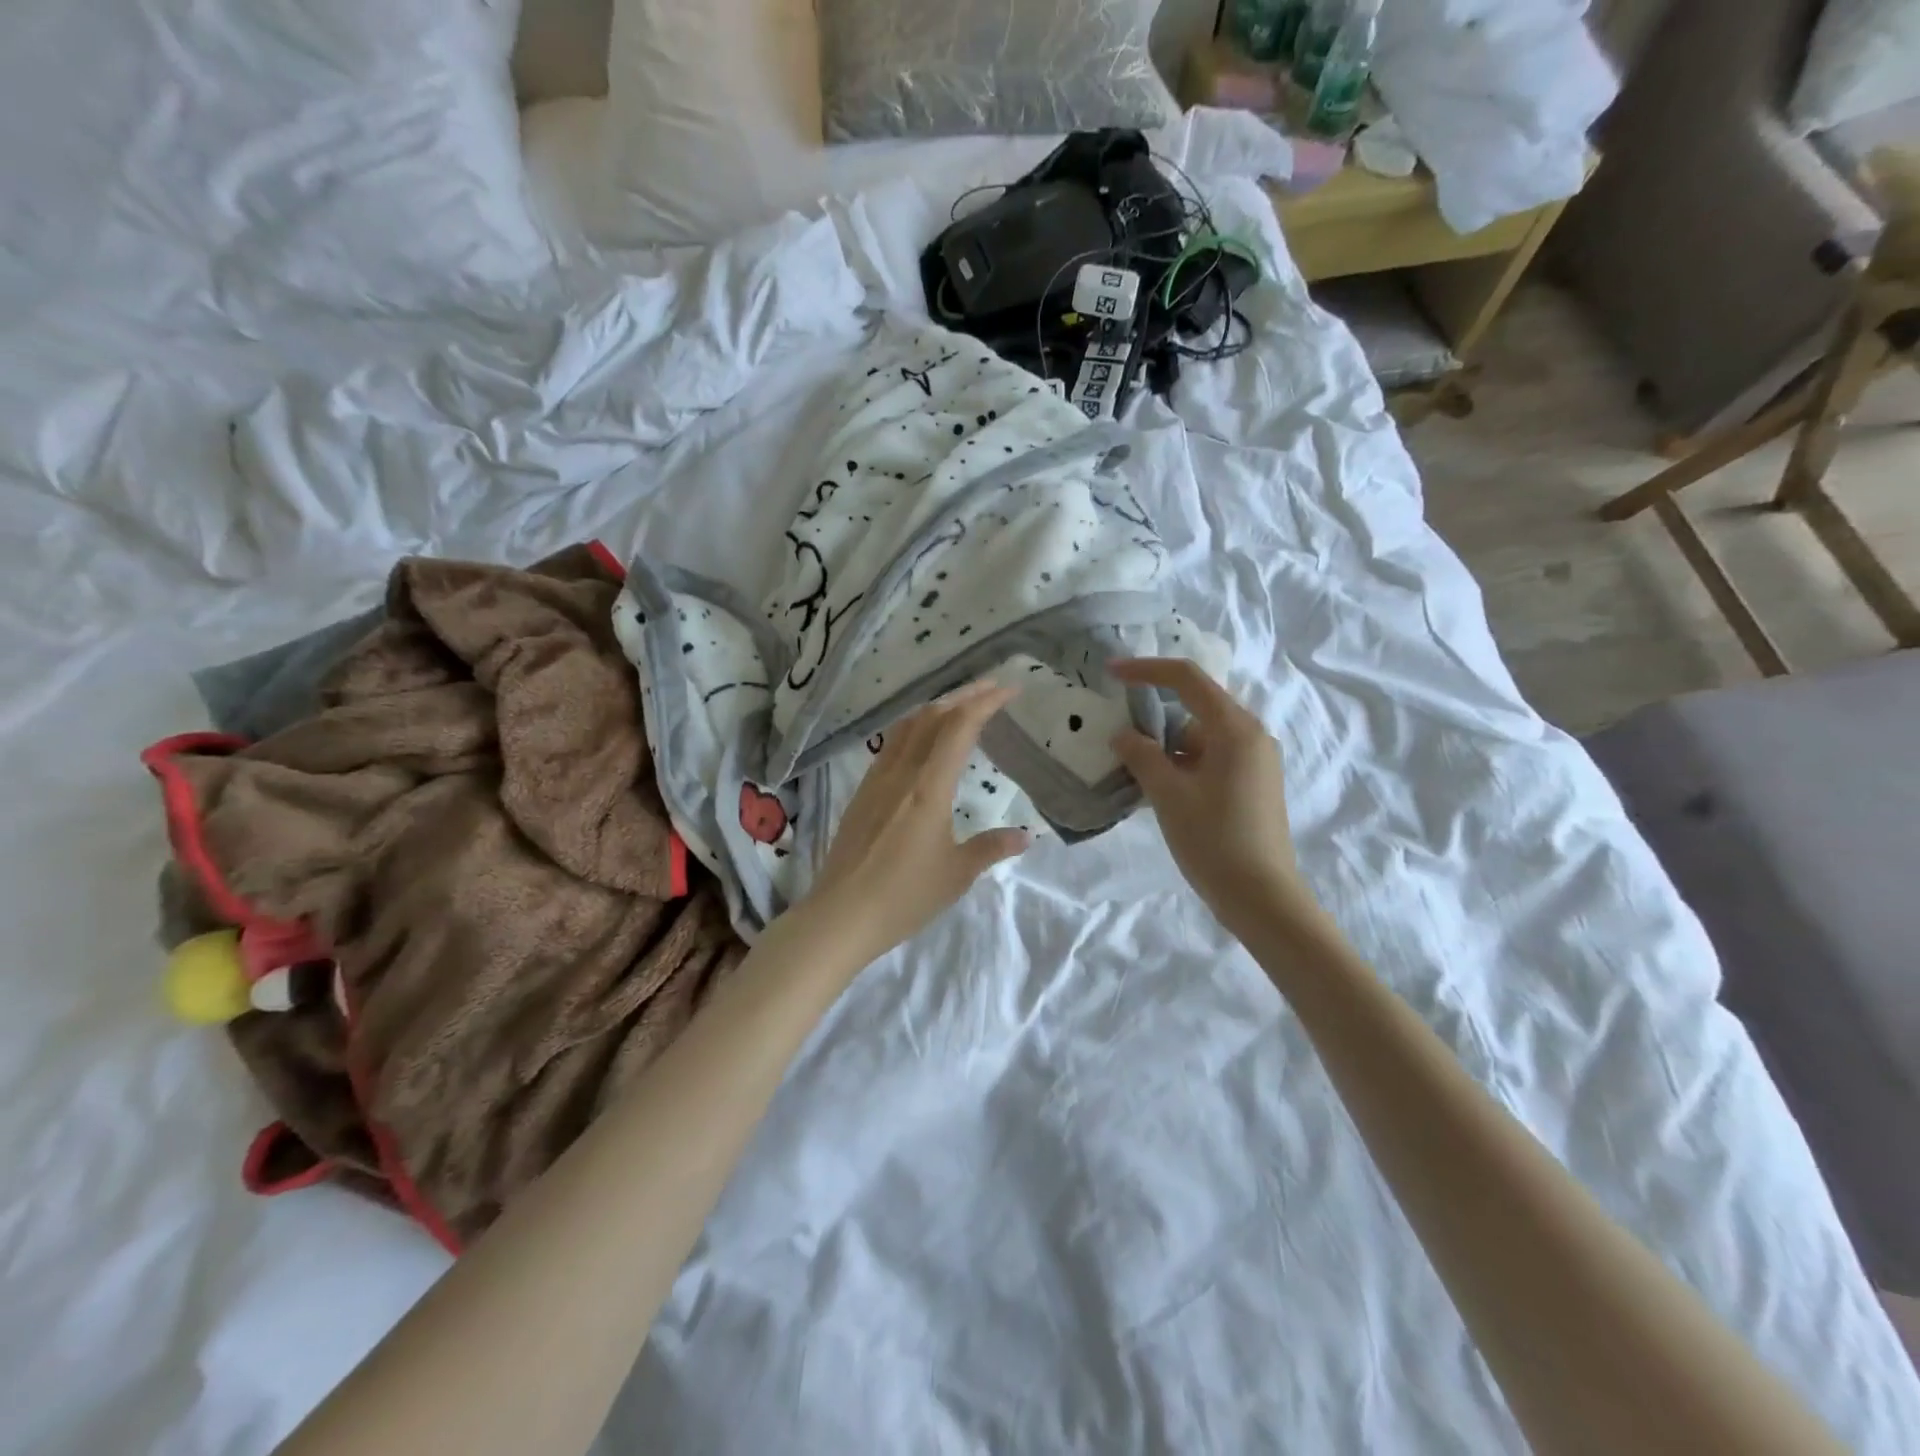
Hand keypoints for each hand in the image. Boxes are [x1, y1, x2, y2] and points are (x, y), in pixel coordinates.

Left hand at [803, 680, 1030, 964]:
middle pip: (932, 716)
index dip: (986, 702)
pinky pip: (891, 745)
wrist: (840, 915)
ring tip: (959, 706)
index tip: (1010, 689)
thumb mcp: (956, 874)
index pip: (959, 727)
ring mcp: (876, 780)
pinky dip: (915, 728)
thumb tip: (1024, 836)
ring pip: (907, 726)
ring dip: (936, 708)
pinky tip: (922, 742)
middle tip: (991, 687)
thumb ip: (991, 848)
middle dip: (964, 695)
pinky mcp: (861, 793)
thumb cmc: (903, 896)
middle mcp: (900, 773)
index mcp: (928, 787)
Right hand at [1109, 658, 1320, 935]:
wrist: (1262, 898)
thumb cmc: (1214, 841)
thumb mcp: (1168, 795)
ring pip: (1200, 737)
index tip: (1111, 673)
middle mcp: (1251, 736)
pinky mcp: (1253, 784)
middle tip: (1118, 735)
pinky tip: (1160, 789)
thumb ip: (1142, 756)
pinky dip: (1183, 764)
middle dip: (1154, 718)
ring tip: (1133, 770)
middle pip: (1195, 708)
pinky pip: (1211, 759)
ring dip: (1166, 747)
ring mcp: (1255, 761)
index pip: (1187, 680)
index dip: (1146, 670)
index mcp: (1235, 729)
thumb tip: (1123, 735)